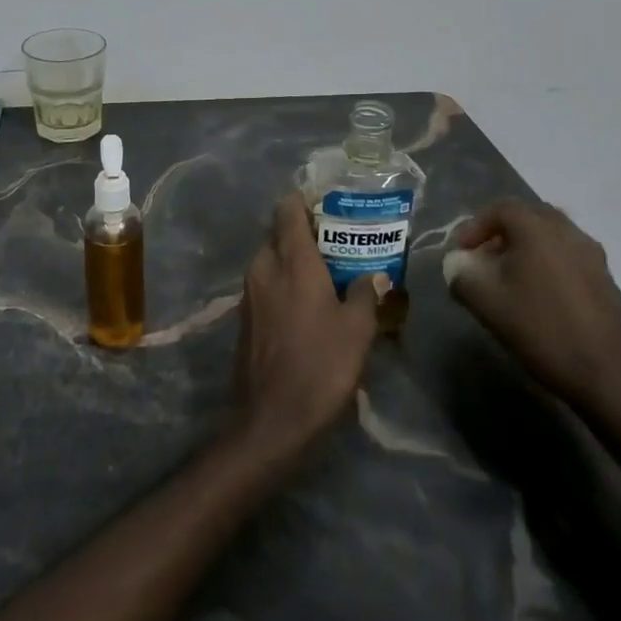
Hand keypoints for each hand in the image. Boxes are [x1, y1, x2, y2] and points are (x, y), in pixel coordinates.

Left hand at [231, 194, 381, 460]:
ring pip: (272, 259)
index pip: (288, 210)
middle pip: (279, 233)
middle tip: (340, 242)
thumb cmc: (320, 367)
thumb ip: (366, 294)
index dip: (305, 200)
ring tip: (331, 272)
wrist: (271, 419)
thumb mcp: (357, 331)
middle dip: (305, 232)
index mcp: (291, 261)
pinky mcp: (245, 316)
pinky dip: (285, 281)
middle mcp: (264, 267)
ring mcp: (249, 292)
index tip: (330, 204)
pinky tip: (311, 301)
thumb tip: (375, 275)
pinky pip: (266, 282)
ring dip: (296, 259)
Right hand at [447, 199, 620, 414]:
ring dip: (525, 247)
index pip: (501, 208)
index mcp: (538, 229)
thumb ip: (462, 275)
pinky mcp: (604, 278)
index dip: (475, 225)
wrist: (606, 375)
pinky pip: (567, 255)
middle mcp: (568, 232)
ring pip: (551, 235)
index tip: (462, 252)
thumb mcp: (486, 303)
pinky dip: (546, 262)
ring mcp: (591, 255)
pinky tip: (537, 294)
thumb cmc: (540, 330)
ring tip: (508, 276)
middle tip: (484, 257)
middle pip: (529, 216)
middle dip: (501, 232)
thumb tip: (458, 264)